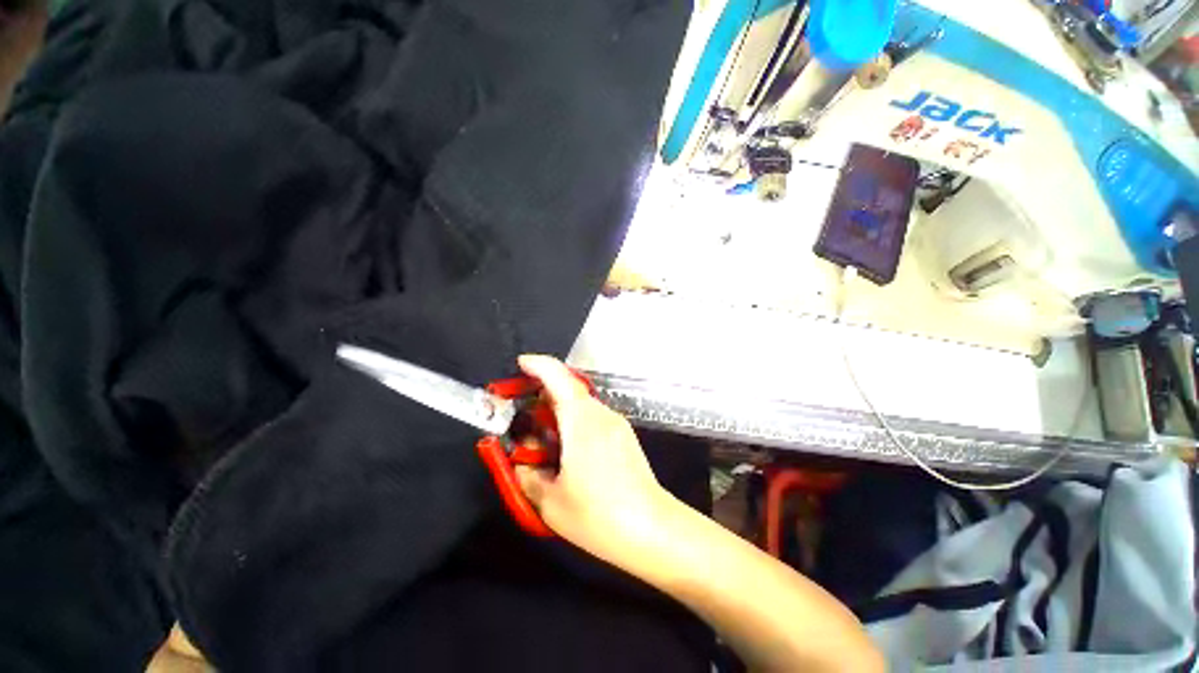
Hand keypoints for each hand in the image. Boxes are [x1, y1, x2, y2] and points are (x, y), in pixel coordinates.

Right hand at [514, 355, 675, 565]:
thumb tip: (521, 462)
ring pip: (581, 405)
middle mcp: (601, 413)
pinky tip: (567, 451)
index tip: (520, 365)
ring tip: (542, 441)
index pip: (558, 376)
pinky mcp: (624, 436)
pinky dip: (574, 423)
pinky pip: (593, 418)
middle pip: (569, 390)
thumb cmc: (598, 514)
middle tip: (522, 417)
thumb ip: (528, 475)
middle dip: (542, 396)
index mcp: (581, 419)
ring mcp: (616, 423)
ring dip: (558, 413)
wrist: (652, 529)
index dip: (537, 365)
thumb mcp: (550, 500)